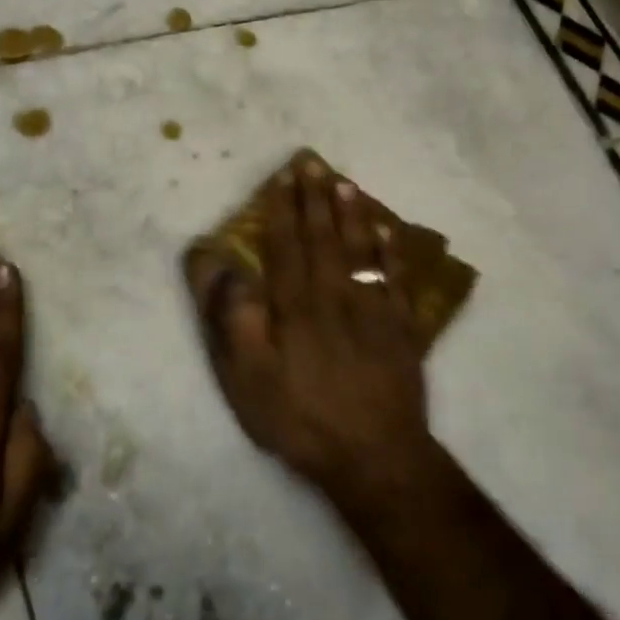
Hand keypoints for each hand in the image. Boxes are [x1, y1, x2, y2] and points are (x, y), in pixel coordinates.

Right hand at [190, 156, 429, 494]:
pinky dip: (392, 252)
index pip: (286, 245)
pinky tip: (389, 232)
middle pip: (324, 238)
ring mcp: (373, 310)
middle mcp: (336, 296)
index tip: (282, 177)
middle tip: (313, 163)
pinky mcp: (401, 329)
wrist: (374, 456)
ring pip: (361, 250)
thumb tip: (218, 265)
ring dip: (352, 214)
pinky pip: (397, 279)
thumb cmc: (301, 417)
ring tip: (345, 183)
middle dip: (315, 199)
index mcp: (297, 305)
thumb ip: (234, 317)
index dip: (282, 210)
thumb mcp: (249, 377)